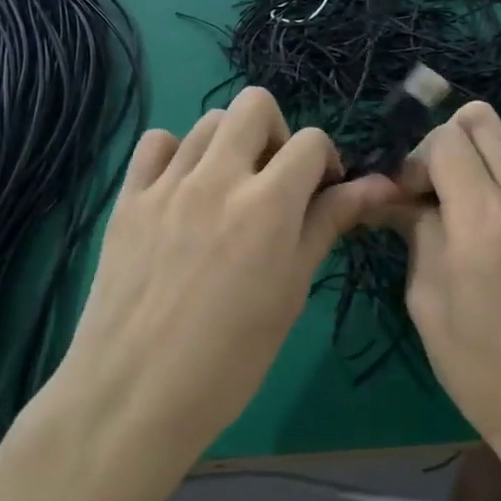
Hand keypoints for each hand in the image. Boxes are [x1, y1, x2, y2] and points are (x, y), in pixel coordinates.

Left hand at [30, 87, 395, 500]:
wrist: (135, 394)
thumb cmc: (230, 360)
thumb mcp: (291, 292)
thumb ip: (326, 226)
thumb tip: (373, 186)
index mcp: (267, 205)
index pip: (310, 141)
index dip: (325, 161)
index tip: (321, 193)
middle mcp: (216, 178)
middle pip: (255, 105)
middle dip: (277, 134)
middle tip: (275, 181)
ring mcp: (166, 184)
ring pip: (207, 120)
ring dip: (230, 143)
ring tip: (229, 190)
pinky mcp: (127, 198)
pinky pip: (156, 143)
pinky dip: (177, 153)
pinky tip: (182, 190)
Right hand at [390, 102, 500, 453]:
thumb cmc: (478, 365)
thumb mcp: (426, 299)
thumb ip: (414, 232)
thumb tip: (392, 197)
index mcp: (484, 222)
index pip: (447, 140)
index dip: (413, 158)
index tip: (400, 200)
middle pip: (481, 122)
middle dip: (442, 143)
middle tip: (424, 190)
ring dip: (466, 165)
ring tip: (444, 215)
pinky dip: (487, 188)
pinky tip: (472, 235)